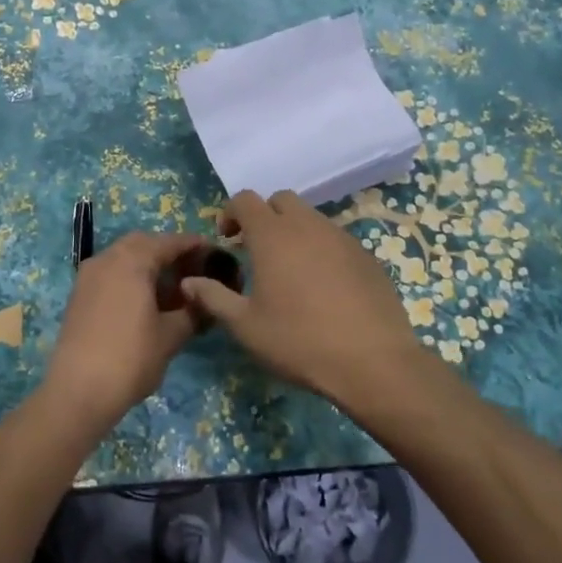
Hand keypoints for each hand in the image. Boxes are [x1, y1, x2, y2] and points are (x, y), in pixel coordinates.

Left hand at [45, 231, 211, 427]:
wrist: (77, 391)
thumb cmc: (130, 358)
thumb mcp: (170, 336)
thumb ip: (191, 312)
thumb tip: (205, 301)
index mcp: (131, 261)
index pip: (168, 242)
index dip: (193, 245)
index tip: (213, 252)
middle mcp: (106, 259)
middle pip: (142, 244)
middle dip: (168, 252)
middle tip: (191, 271)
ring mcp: (88, 277)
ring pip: (123, 258)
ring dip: (147, 265)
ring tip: (172, 290)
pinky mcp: (79, 296)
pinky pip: (110, 274)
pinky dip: (130, 278)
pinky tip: (145, 302)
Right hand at [181, 190, 433, 411]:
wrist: (372, 362)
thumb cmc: (299, 341)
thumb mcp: (245, 326)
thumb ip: (213, 298)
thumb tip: (188, 282)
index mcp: (273, 235)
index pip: (245, 200)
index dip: (230, 213)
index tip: (227, 240)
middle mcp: (308, 226)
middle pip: (281, 200)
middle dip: (264, 216)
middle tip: (256, 250)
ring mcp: (342, 238)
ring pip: (311, 218)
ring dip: (294, 232)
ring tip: (289, 271)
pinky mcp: (367, 256)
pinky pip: (336, 239)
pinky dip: (321, 250)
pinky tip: (323, 287)